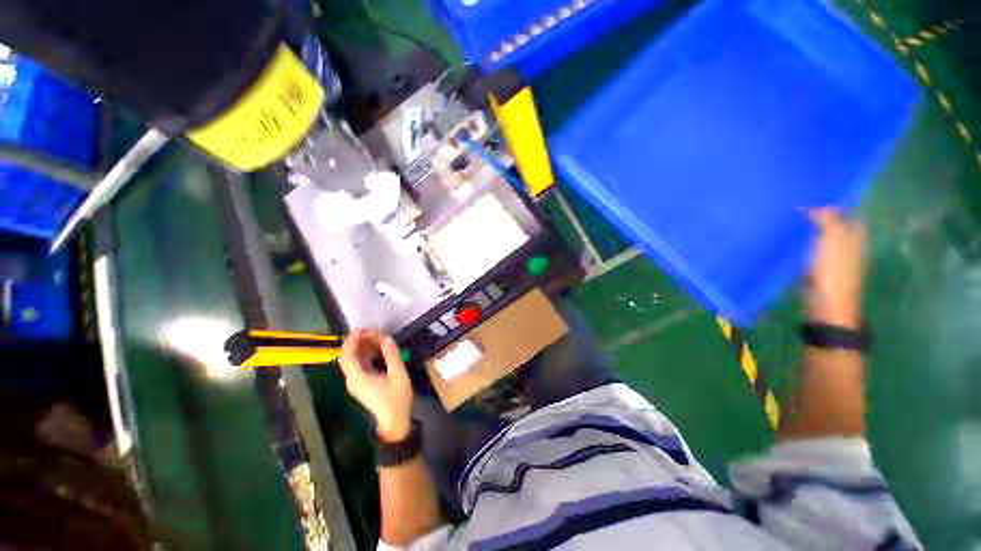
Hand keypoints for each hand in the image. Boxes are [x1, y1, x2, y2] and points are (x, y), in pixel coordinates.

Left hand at [339, 329, 413, 440]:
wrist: (394, 420)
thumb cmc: (397, 399)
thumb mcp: (398, 376)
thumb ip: (392, 356)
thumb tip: (386, 338)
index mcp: (358, 377)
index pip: (347, 355)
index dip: (351, 340)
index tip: (362, 329)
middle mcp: (353, 379)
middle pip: (348, 356)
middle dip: (358, 341)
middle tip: (374, 332)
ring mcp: (356, 382)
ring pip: (353, 359)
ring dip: (362, 346)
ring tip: (377, 337)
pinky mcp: (361, 383)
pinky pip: (358, 364)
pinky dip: (365, 353)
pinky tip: (377, 349)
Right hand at [805, 209, 866, 328]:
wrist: (826, 304)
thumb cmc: (831, 271)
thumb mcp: (830, 241)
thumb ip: (827, 221)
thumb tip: (818, 206)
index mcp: (855, 236)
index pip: (850, 214)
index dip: (837, 205)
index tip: (817, 198)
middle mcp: (848, 245)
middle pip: (838, 225)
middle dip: (823, 216)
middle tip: (801, 209)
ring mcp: (835, 259)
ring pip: (825, 238)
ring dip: (812, 231)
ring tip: (793, 224)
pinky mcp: (821, 270)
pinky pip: (814, 251)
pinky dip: (806, 244)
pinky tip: (792, 243)